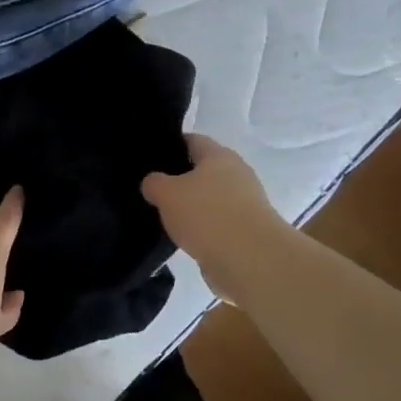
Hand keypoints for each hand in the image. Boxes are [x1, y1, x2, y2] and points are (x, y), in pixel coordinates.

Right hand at [141, 134, 286, 303]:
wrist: (250, 260)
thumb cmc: (207, 215)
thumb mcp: (166, 193)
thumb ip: (154, 183)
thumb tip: (153, 183)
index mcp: (219, 156)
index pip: (192, 140)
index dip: (170, 146)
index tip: (149, 159)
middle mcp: (237, 175)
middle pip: (202, 171)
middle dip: (179, 181)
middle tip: (152, 191)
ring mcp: (245, 204)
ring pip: (209, 200)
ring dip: (191, 209)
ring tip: (164, 219)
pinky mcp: (247, 232)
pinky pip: (217, 225)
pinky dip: (202, 231)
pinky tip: (183, 239)